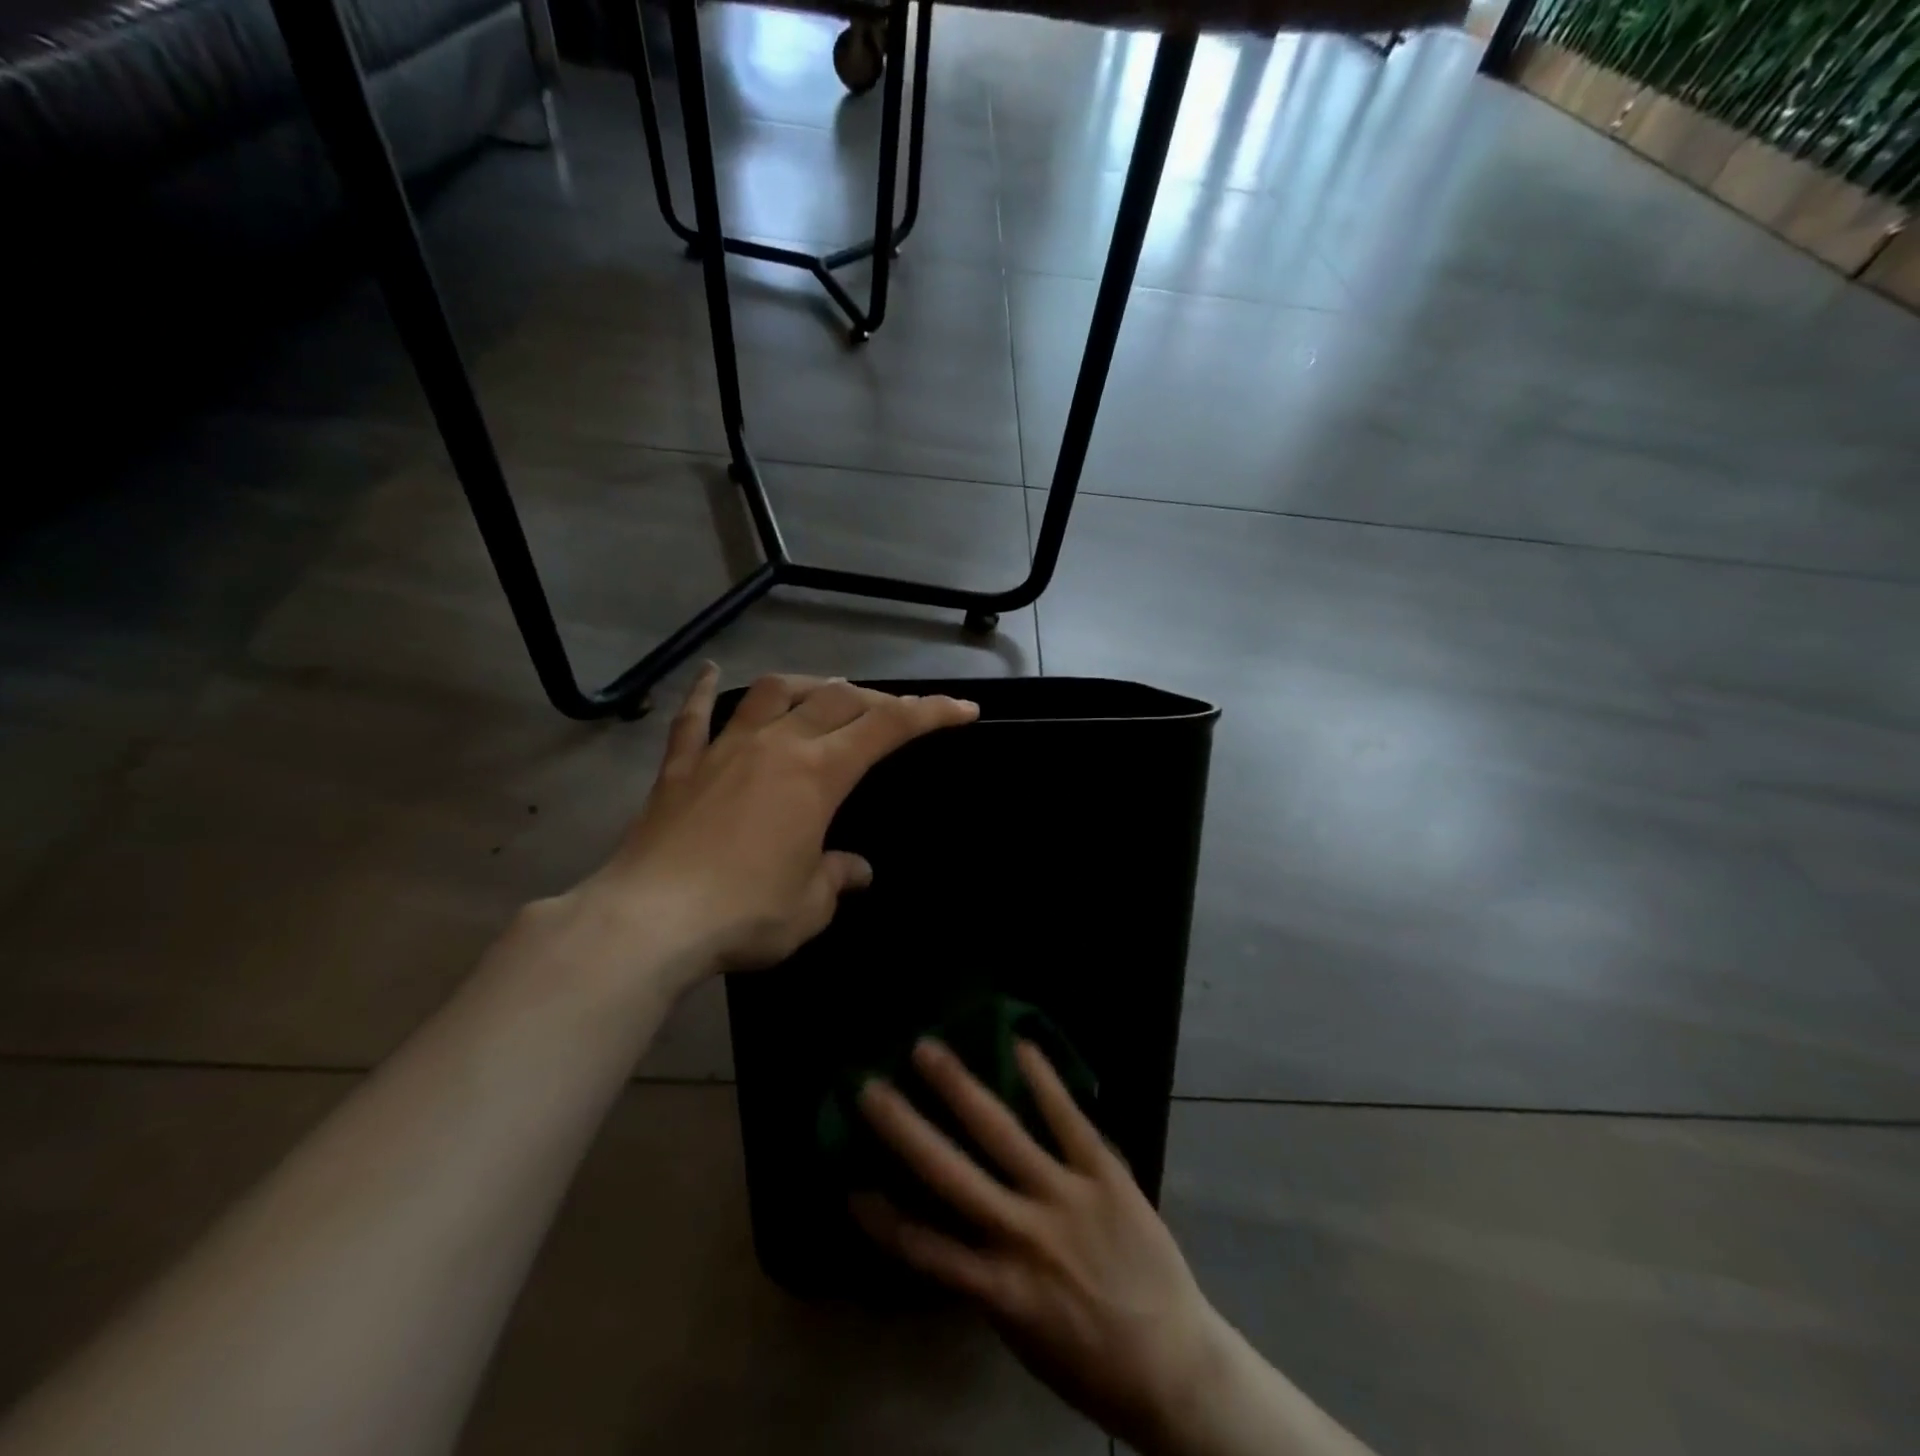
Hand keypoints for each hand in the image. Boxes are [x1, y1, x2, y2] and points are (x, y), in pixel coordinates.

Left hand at [570, 665, 976, 979]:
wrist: (650, 921)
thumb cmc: (745, 914)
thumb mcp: (809, 905)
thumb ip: (837, 878)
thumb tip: (856, 870)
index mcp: (818, 774)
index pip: (887, 728)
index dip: (930, 713)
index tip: (962, 709)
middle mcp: (776, 746)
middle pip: (835, 699)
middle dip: (874, 700)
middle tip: (892, 714)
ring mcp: (723, 750)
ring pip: (771, 693)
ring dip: (805, 686)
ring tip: (821, 694)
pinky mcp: (679, 767)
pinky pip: (693, 717)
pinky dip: (703, 692)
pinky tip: (709, 672)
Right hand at [852, 1039, 1224, 1453]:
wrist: (1175, 1366)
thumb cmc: (1091, 1361)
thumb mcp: (1022, 1334)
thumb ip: (985, 1278)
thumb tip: (951, 1229)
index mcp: (1000, 1288)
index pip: (925, 1249)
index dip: (883, 1219)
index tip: (850, 1185)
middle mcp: (1024, 1235)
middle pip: (950, 1174)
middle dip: (905, 1127)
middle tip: (870, 1086)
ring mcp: (1066, 1197)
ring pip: (1002, 1133)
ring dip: (960, 1086)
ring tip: (927, 1048)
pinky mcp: (1105, 1175)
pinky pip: (1069, 1120)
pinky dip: (1043, 1081)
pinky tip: (1020, 1045)